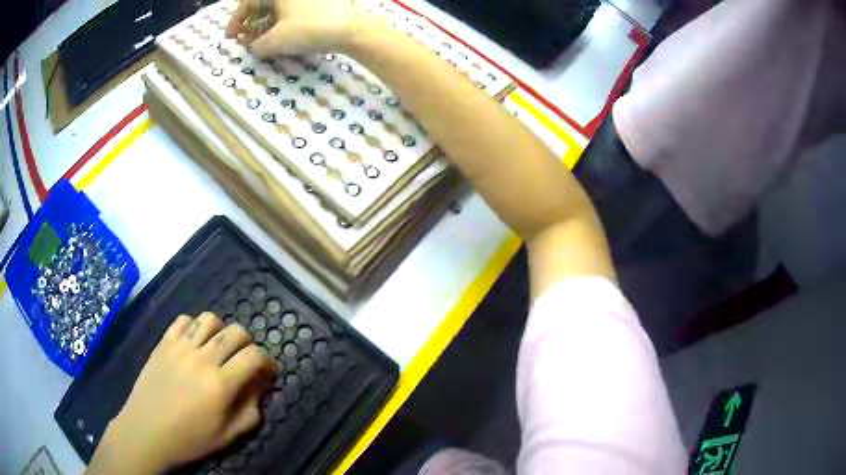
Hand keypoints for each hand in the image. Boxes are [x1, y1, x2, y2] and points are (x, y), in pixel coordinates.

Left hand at [87, 313, 273, 474]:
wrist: (147, 431)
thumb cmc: (190, 439)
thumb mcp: (229, 435)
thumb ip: (251, 410)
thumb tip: (259, 387)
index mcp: (221, 384)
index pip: (254, 356)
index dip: (267, 361)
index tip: (266, 371)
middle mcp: (202, 358)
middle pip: (235, 331)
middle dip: (247, 343)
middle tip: (243, 359)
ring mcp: (180, 347)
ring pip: (210, 319)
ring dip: (220, 330)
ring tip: (217, 348)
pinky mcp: (164, 342)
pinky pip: (183, 320)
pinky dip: (194, 326)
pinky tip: (194, 343)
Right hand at [225, 0, 368, 56]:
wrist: (353, 30)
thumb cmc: (310, 29)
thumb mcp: (276, 41)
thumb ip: (256, 46)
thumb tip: (253, 47)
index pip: (249, 2)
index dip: (235, 20)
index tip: (230, 38)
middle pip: (263, 4)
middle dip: (250, 22)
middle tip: (245, 40)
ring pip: (278, 8)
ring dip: (265, 24)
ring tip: (261, 42)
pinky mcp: (318, 3)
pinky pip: (292, 10)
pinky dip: (282, 23)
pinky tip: (281, 37)